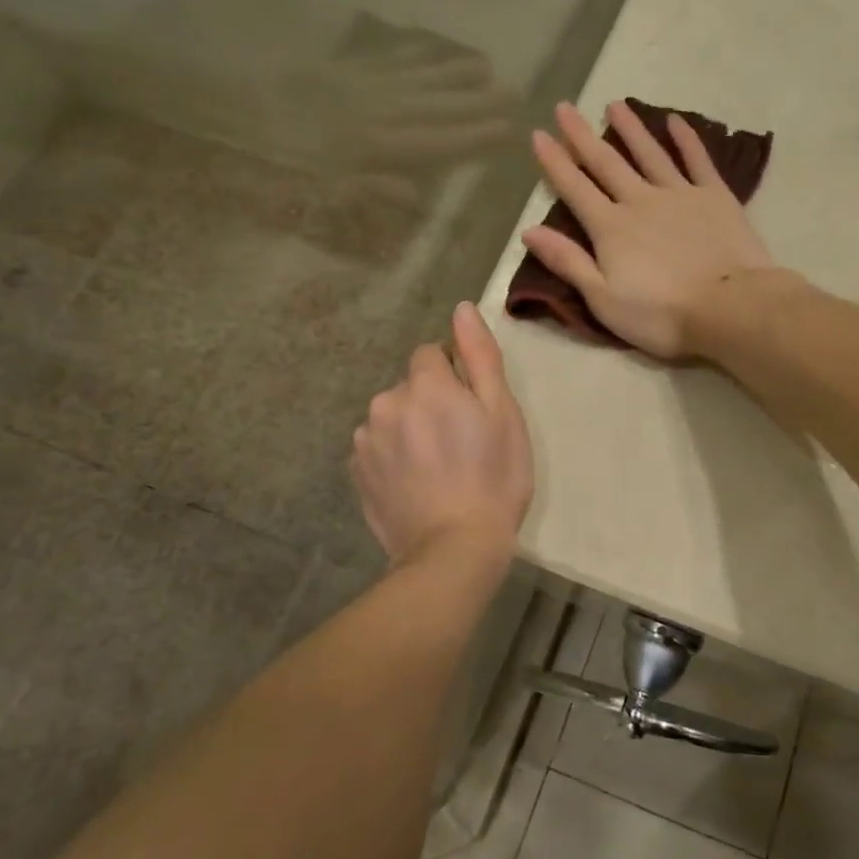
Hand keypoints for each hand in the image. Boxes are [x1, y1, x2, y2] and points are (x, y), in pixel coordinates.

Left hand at [350, 303, 532, 565]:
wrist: (454, 549)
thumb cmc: (493, 477)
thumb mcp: (502, 412)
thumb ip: (479, 356)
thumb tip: (462, 309)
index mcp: (425, 384)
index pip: (431, 354)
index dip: (454, 376)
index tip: (472, 409)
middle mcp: (386, 403)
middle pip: (410, 386)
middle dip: (431, 402)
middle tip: (461, 443)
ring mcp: (365, 440)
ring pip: (392, 417)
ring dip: (410, 429)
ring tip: (437, 468)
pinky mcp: (356, 473)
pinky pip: (377, 448)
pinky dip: (393, 457)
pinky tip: (415, 484)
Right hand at [523, 101, 777, 357]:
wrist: (729, 307)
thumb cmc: (661, 314)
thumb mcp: (603, 299)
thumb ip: (568, 262)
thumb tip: (529, 231)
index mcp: (610, 228)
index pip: (575, 189)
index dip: (555, 162)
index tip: (539, 134)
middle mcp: (640, 201)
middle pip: (607, 163)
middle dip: (583, 136)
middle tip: (565, 107)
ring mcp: (680, 194)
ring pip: (649, 154)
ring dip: (631, 129)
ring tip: (615, 104)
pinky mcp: (715, 197)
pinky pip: (697, 160)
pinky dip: (686, 139)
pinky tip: (676, 121)